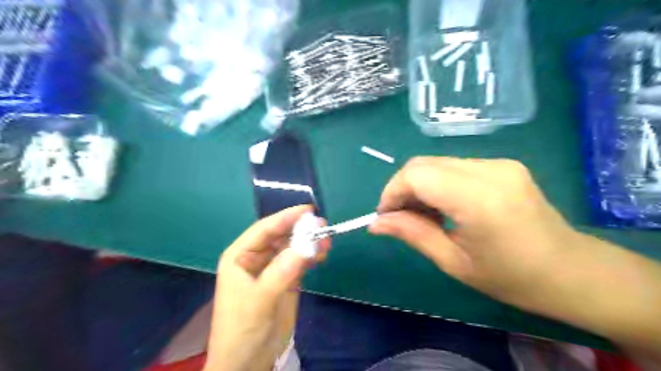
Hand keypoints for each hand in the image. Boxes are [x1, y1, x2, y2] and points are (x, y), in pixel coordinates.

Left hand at [206, 206, 327, 369]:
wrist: (247, 363)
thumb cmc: (242, 330)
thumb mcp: (259, 300)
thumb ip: (281, 272)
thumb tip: (305, 246)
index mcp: (240, 256)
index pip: (264, 229)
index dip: (285, 217)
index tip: (308, 210)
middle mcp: (256, 258)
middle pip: (281, 236)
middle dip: (301, 230)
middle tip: (323, 226)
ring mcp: (273, 268)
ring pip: (293, 247)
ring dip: (309, 242)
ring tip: (327, 241)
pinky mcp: (286, 280)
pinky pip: (300, 261)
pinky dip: (312, 256)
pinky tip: (323, 254)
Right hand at [369, 157, 578, 312]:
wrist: (572, 271)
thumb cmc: (512, 278)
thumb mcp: (454, 262)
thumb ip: (412, 234)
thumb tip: (375, 223)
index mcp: (479, 200)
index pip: (417, 174)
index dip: (392, 191)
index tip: (386, 216)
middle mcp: (489, 171)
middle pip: (423, 163)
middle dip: (402, 188)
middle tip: (401, 218)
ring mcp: (499, 163)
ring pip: (437, 163)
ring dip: (419, 185)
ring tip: (423, 215)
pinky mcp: (502, 164)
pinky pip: (454, 166)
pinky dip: (438, 183)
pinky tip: (444, 206)